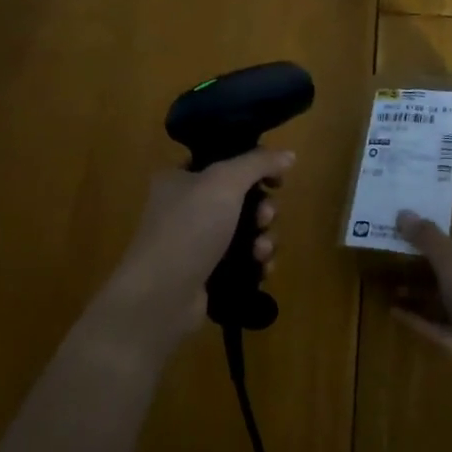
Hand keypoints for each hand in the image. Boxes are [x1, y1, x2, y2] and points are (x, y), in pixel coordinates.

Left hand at [95, 148, 293, 355]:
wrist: (162, 297)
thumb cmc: (189, 228)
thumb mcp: (224, 182)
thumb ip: (258, 163)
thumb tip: (289, 154)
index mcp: (181, 178)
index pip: (224, 162)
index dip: (254, 167)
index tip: (277, 179)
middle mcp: (187, 208)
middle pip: (241, 198)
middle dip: (263, 208)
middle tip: (265, 217)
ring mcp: (197, 243)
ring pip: (247, 231)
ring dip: (264, 238)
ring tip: (261, 251)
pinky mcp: (209, 274)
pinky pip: (244, 261)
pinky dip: (256, 263)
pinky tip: (261, 269)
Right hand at [391, 211, 451, 407]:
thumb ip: (429, 239)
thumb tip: (404, 212)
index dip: (451, 226)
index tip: (423, 218)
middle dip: (428, 259)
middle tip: (395, 248)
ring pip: (447, 297)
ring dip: (421, 290)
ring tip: (389, 281)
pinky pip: (441, 326)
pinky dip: (420, 318)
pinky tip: (393, 311)